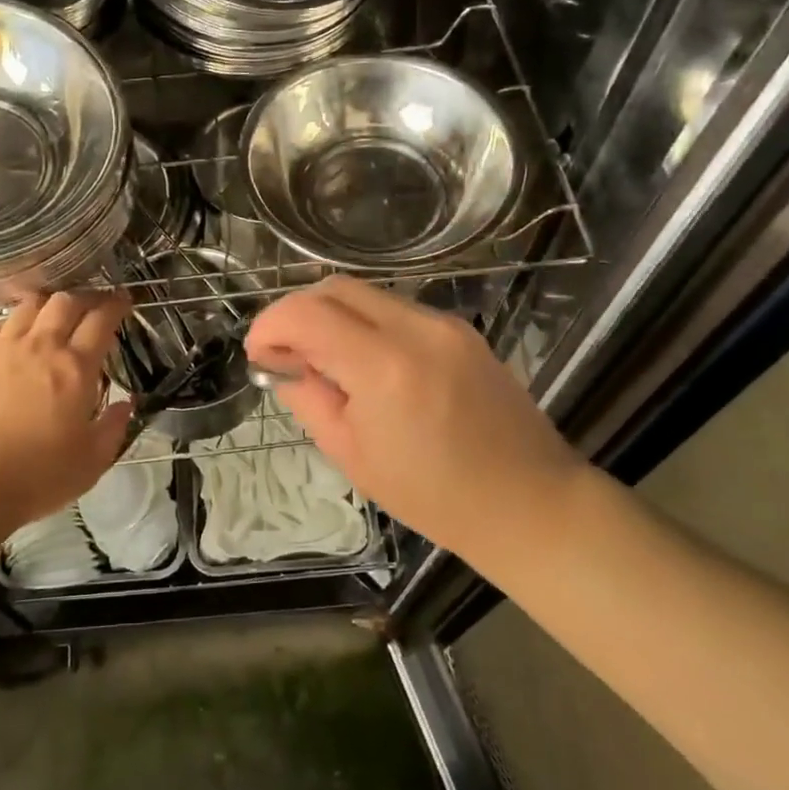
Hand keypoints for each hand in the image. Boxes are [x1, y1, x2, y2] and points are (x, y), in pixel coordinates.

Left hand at [0, 290, 133, 547]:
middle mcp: (39, 346)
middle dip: (86, 297)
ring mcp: (0, 348)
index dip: (116, 304)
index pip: (102, 319)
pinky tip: (17, 339)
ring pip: (30, 305)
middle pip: (66, 301)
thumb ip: (114, 427)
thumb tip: (126, 403)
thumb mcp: (91, 463)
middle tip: (93, 306)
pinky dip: (17, 323)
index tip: (123, 300)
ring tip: (55, 316)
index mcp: (75, 368)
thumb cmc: (34, 479)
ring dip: (50, 305)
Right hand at [245, 277, 583, 555]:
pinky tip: (368, 365)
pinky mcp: (462, 329)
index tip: (259, 353)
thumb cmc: (434, 496)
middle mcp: (416, 328)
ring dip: (333, 317)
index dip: (270, 325)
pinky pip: (398, 310)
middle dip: (298, 312)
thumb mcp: (352, 456)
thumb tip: (284, 364)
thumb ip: (309, 398)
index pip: (306, 313)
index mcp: (384, 367)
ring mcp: (444, 324)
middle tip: (286, 354)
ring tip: (326, 363)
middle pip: (335, 287)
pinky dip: (367, 325)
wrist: (529, 502)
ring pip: (367, 294)